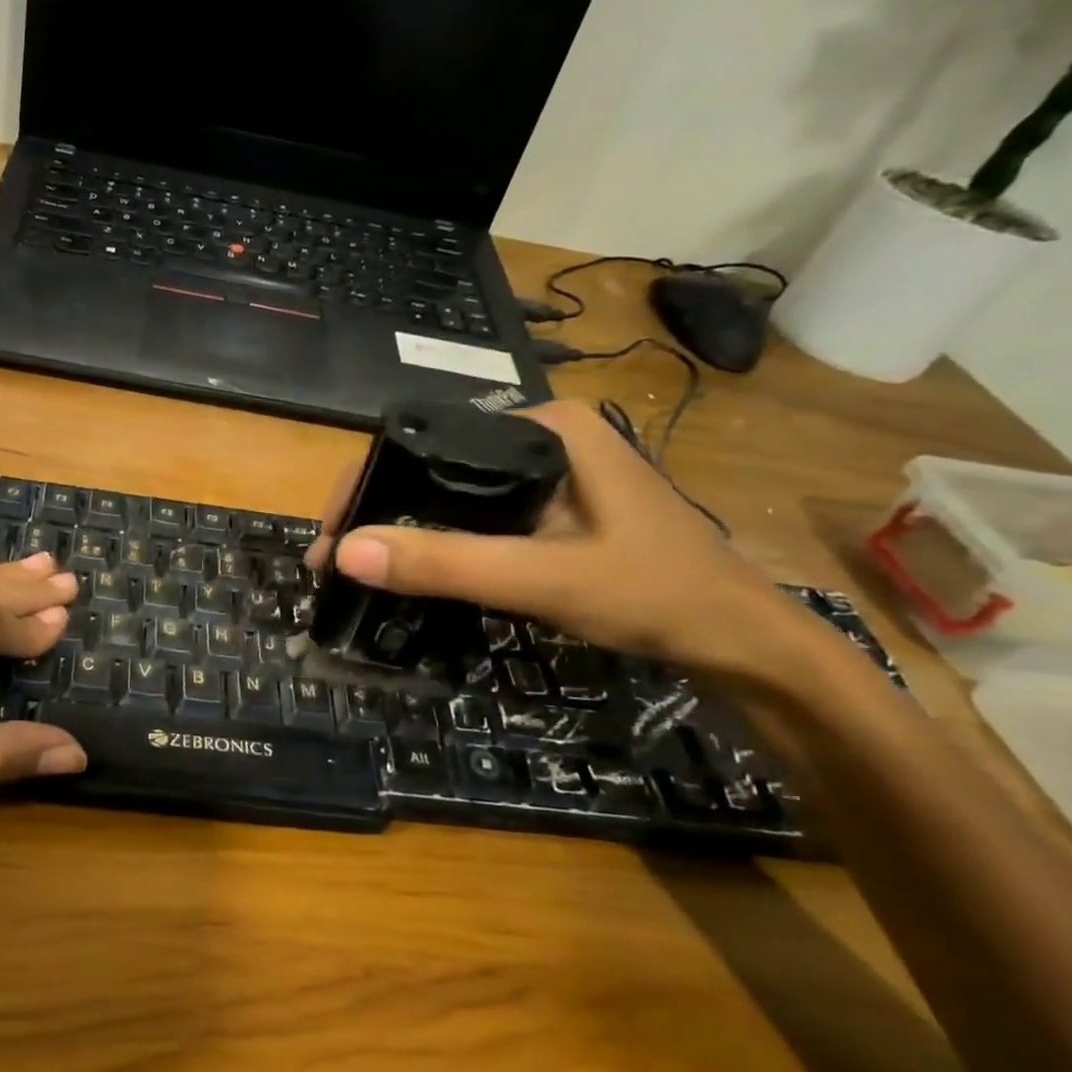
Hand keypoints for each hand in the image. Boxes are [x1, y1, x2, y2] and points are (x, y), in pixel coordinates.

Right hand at [305, 401, 810, 675]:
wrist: (741, 644)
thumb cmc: (656, 595)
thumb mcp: (544, 578)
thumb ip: (447, 563)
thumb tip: (346, 553)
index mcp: (545, 426)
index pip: (429, 442)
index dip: (368, 485)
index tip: (331, 537)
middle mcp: (542, 439)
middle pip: (435, 469)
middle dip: (379, 513)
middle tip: (334, 563)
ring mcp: (549, 477)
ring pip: (452, 497)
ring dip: (404, 532)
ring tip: (358, 571)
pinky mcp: (552, 512)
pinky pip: (476, 521)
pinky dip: (439, 546)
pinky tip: (413, 571)